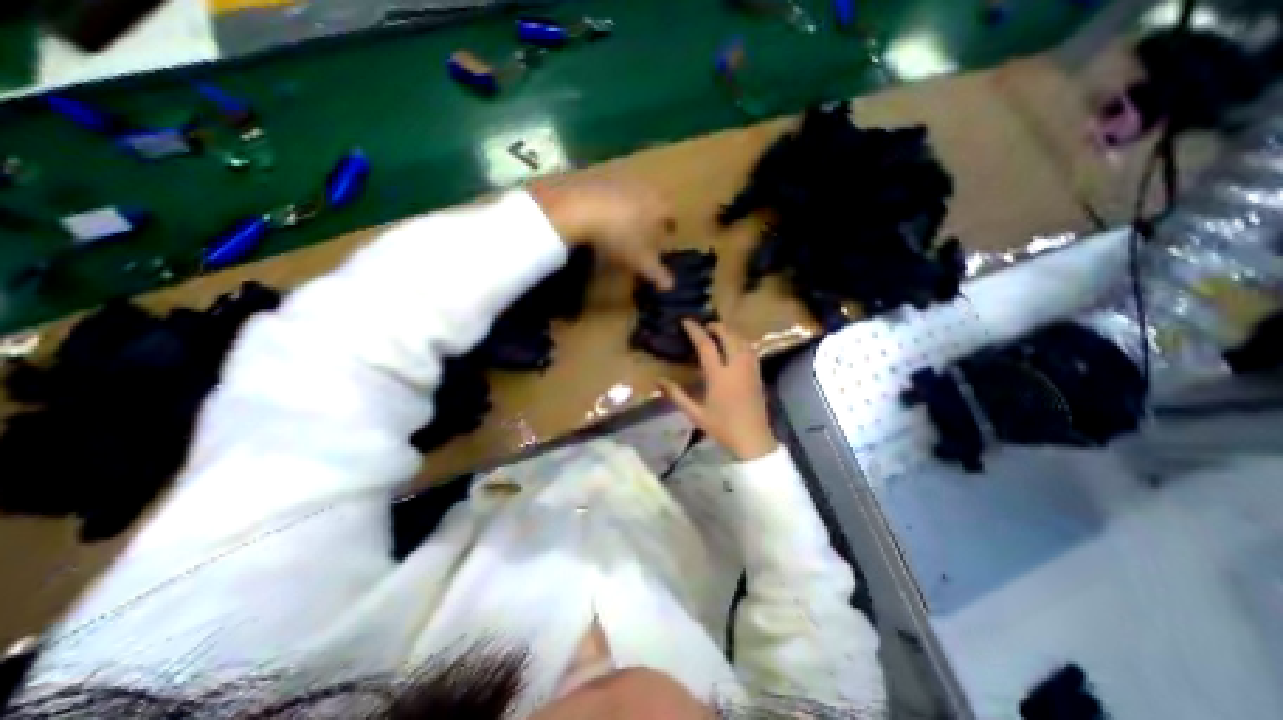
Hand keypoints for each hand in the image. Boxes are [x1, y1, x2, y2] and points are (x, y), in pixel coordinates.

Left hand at [528, 178, 675, 289]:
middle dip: (651, 219)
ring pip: (633, 197)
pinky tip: (600, 217)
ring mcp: (622, 178)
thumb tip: (670, 286)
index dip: (670, 230)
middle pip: (654, 204)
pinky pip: (610, 193)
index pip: (672, 218)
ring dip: (630, 210)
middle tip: (644, 234)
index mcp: (662, 206)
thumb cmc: (621, 236)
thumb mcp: (641, 261)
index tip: (665, 239)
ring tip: (621, 227)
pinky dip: (609, 204)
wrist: (582, 207)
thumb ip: (657, 273)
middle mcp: (647, 187)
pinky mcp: (600, 175)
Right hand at [657, 322, 775, 461]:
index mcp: (719, 376)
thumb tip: (658, 380)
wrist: (753, 440)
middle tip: (704, 326)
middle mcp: (736, 367)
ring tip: (718, 333)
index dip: (695, 330)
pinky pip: (750, 350)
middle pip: (729, 336)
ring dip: (730, 332)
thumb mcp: (695, 414)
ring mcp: (750, 370)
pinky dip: (741, 341)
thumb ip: (676, 395)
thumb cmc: (722, 428)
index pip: (706, 345)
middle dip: (716, 327)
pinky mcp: (759, 375)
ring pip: (742, 341)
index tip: (686, 321)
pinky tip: (735, 346)